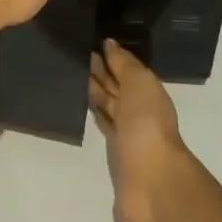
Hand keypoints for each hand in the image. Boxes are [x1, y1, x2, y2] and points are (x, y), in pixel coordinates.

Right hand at [89, 38, 186, 221]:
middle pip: (116, 86)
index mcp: (149, 92)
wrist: (151, 180)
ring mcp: (127, 133)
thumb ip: (124, 63)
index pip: (126, 69)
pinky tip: (78, 103)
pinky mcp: (114, 154)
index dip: (109, 57)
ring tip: (70, 73)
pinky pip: (102, 125)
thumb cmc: (147, 123)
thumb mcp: (139, 83)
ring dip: (93, 91)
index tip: (86, 41)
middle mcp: (139, 110)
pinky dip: (93, 113)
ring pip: (107, 104)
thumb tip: (109, 43)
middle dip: (98, 72)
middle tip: (73, 54)